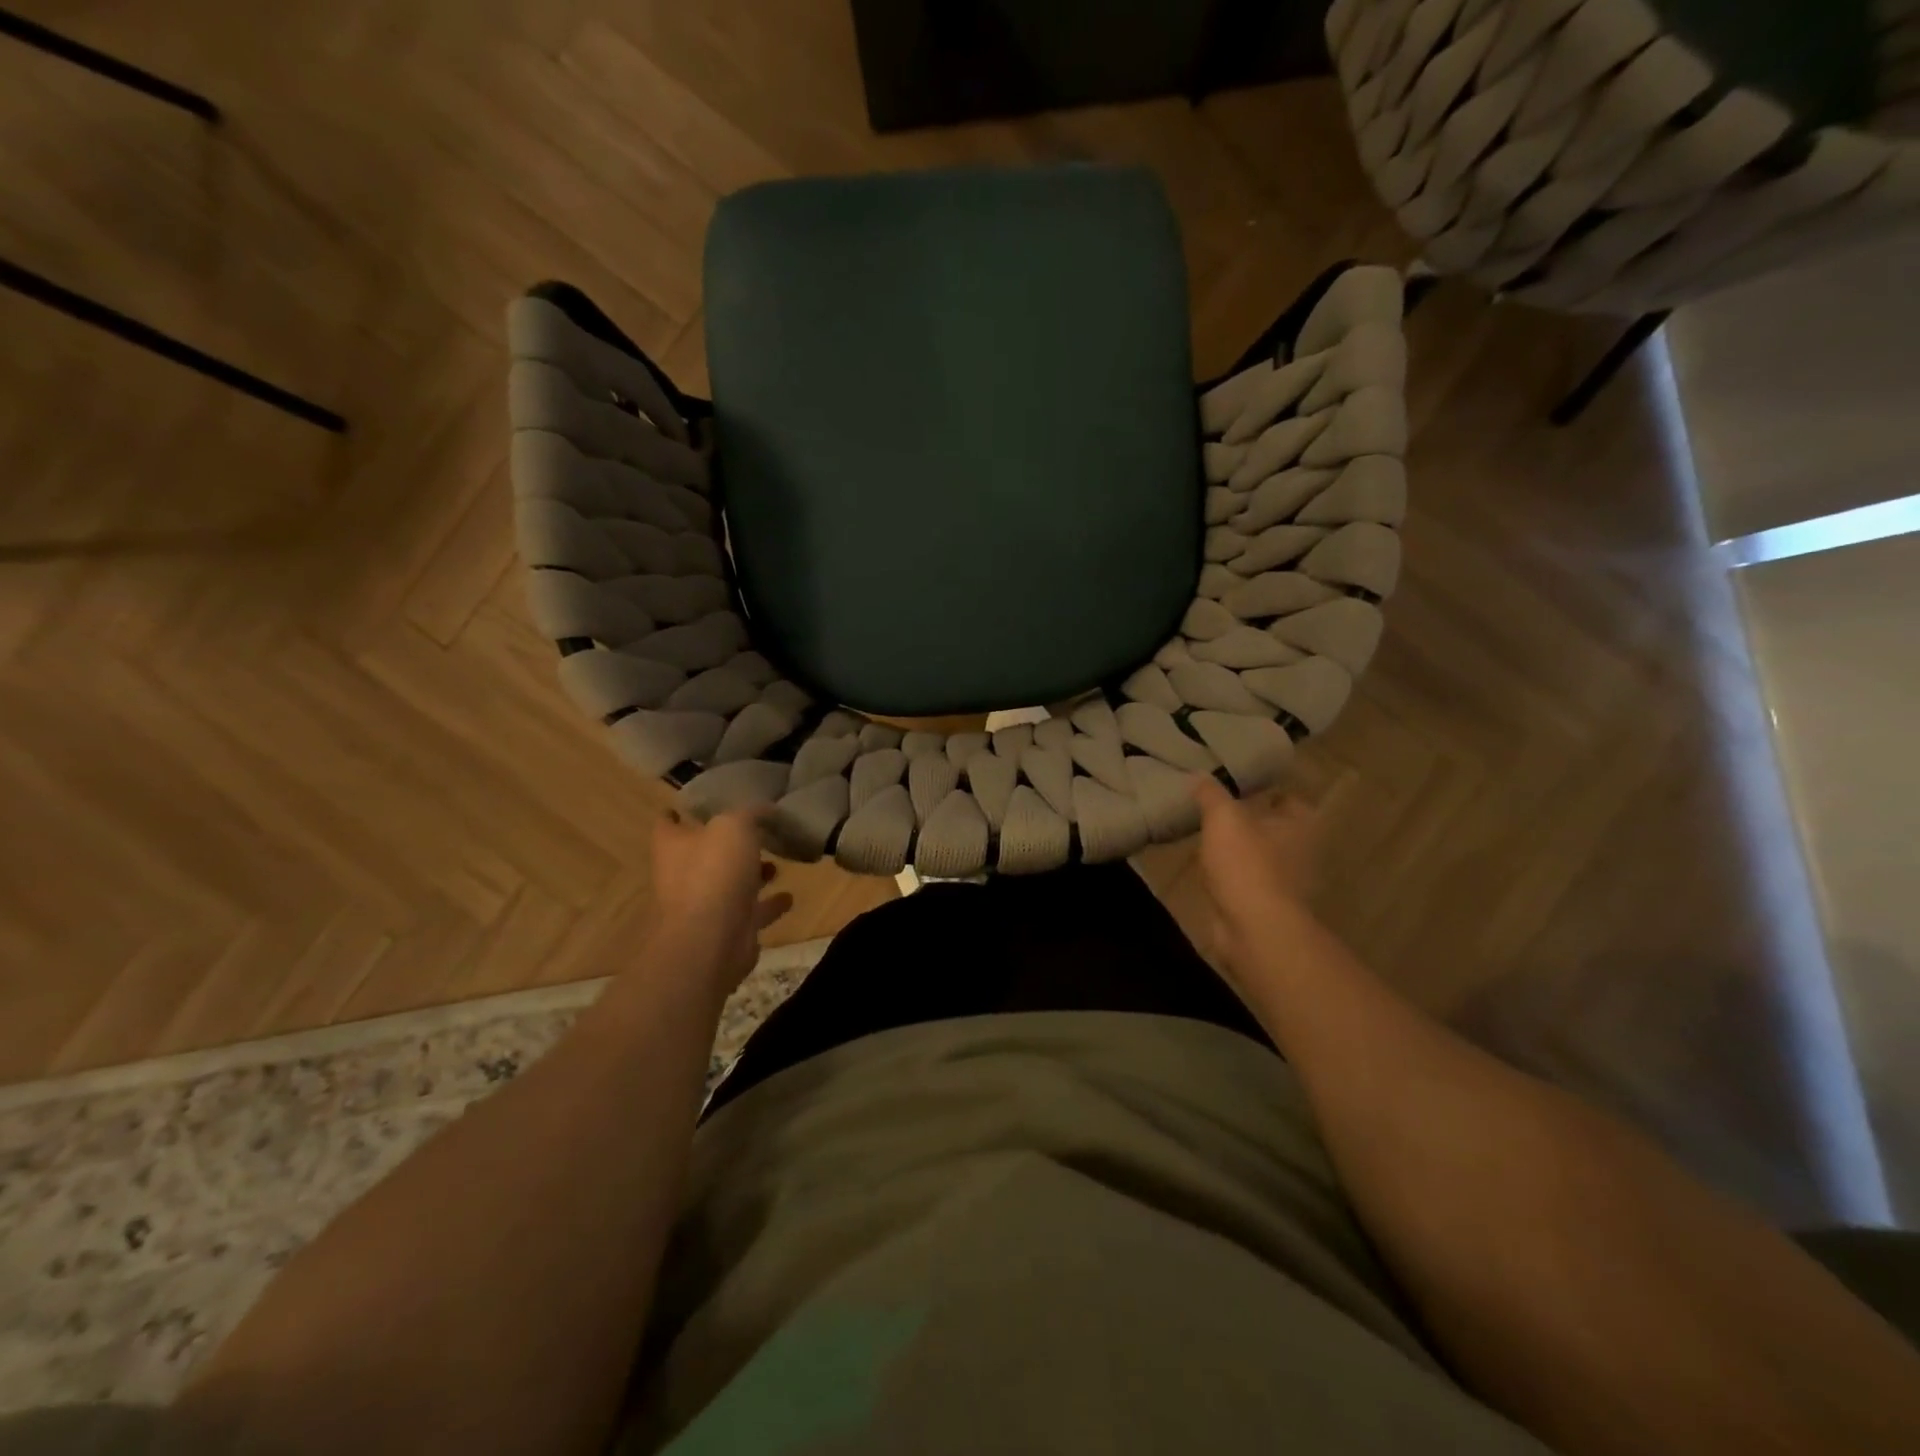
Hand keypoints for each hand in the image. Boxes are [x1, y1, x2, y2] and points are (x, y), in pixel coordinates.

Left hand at [648, 806, 792, 1002]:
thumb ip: (750, 813)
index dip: (682, 811)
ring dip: (752, 875)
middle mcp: (683, 874)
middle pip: (705, 854)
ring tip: (777, 864)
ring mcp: (704, 905)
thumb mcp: (734, 826)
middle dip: (730, 845)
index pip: (668, 822)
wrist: (711, 941)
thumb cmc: (714, 873)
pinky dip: (769, 904)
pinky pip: (751, 912)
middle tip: (758, 832)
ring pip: (730, 884)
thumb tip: (766, 807)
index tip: (705, 803)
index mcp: (673, 846)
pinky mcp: (727, 930)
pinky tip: (789, 896)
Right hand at [1192, 777, 1323, 978]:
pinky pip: (1247, 884)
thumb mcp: (1223, 818)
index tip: (1236, 788)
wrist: (1256, 930)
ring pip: (1259, 858)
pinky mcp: (1268, 908)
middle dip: (1248, 823)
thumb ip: (1211, 794)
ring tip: (1205, 841)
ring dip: (1238, 853)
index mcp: (1301, 825)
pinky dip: (1231, 879)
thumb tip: (1199, 774)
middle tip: (1215, 813)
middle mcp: (1302, 852)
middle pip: (1273, 829)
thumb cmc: (1247, 864)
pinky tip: (1208, 873)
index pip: (1288, 798)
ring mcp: (1287, 884)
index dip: (1264, 791)